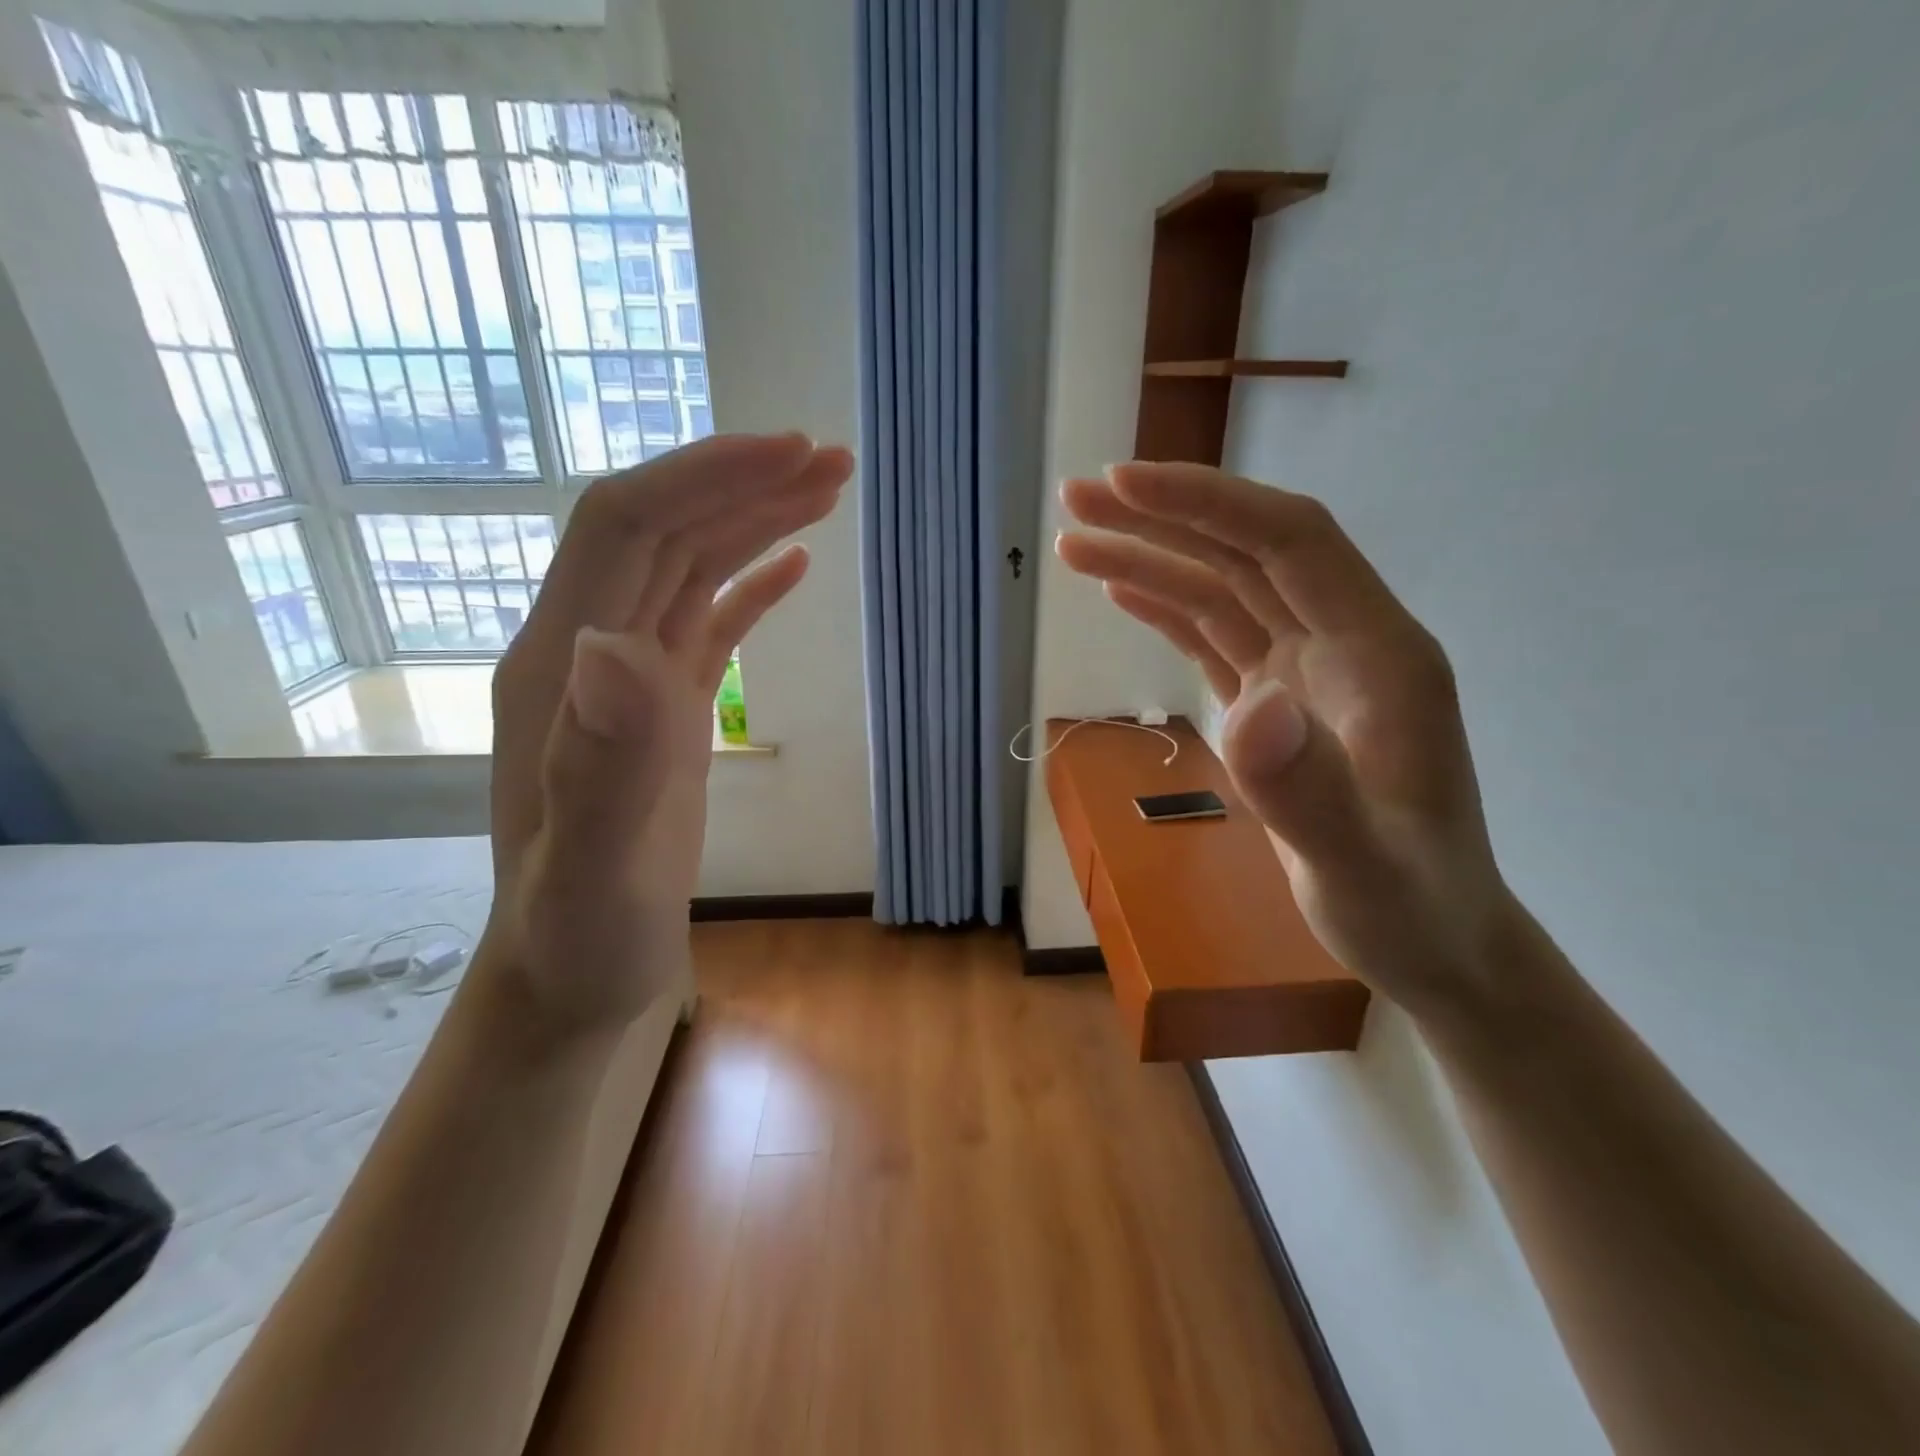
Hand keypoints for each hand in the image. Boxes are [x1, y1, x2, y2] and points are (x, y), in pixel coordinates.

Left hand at [484, 433, 852, 1035]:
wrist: (573, 972)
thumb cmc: (581, 934)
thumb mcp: (592, 870)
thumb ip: (601, 763)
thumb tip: (616, 643)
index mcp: (561, 667)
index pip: (627, 528)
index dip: (704, 479)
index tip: (789, 455)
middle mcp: (587, 652)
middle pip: (664, 531)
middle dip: (743, 484)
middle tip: (833, 461)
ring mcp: (625, 680)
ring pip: (688, 567)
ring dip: (754, 521)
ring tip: (827, 490)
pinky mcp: (661, 708)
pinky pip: (706, 621)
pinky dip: (750, 583)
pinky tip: (794, 565)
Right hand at [1058, 462, 1511, 1015]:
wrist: (1434, 940)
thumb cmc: (1409, 908)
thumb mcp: (1361, 866)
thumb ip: (1309, 791)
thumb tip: (1248, 707)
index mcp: (1378, 653)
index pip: (1289, 542)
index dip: (1208, 503)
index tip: (1123, 484)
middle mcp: (1342, 643)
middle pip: (1246, 553)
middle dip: (1162, 517)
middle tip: (1076, 497)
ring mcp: (1307, 672)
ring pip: (1222, 590)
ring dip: (1152, 558)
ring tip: (1075, 542)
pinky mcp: (1277, 703)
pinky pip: (1217, 635)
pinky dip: (1167, 607)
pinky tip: (1124, 589)